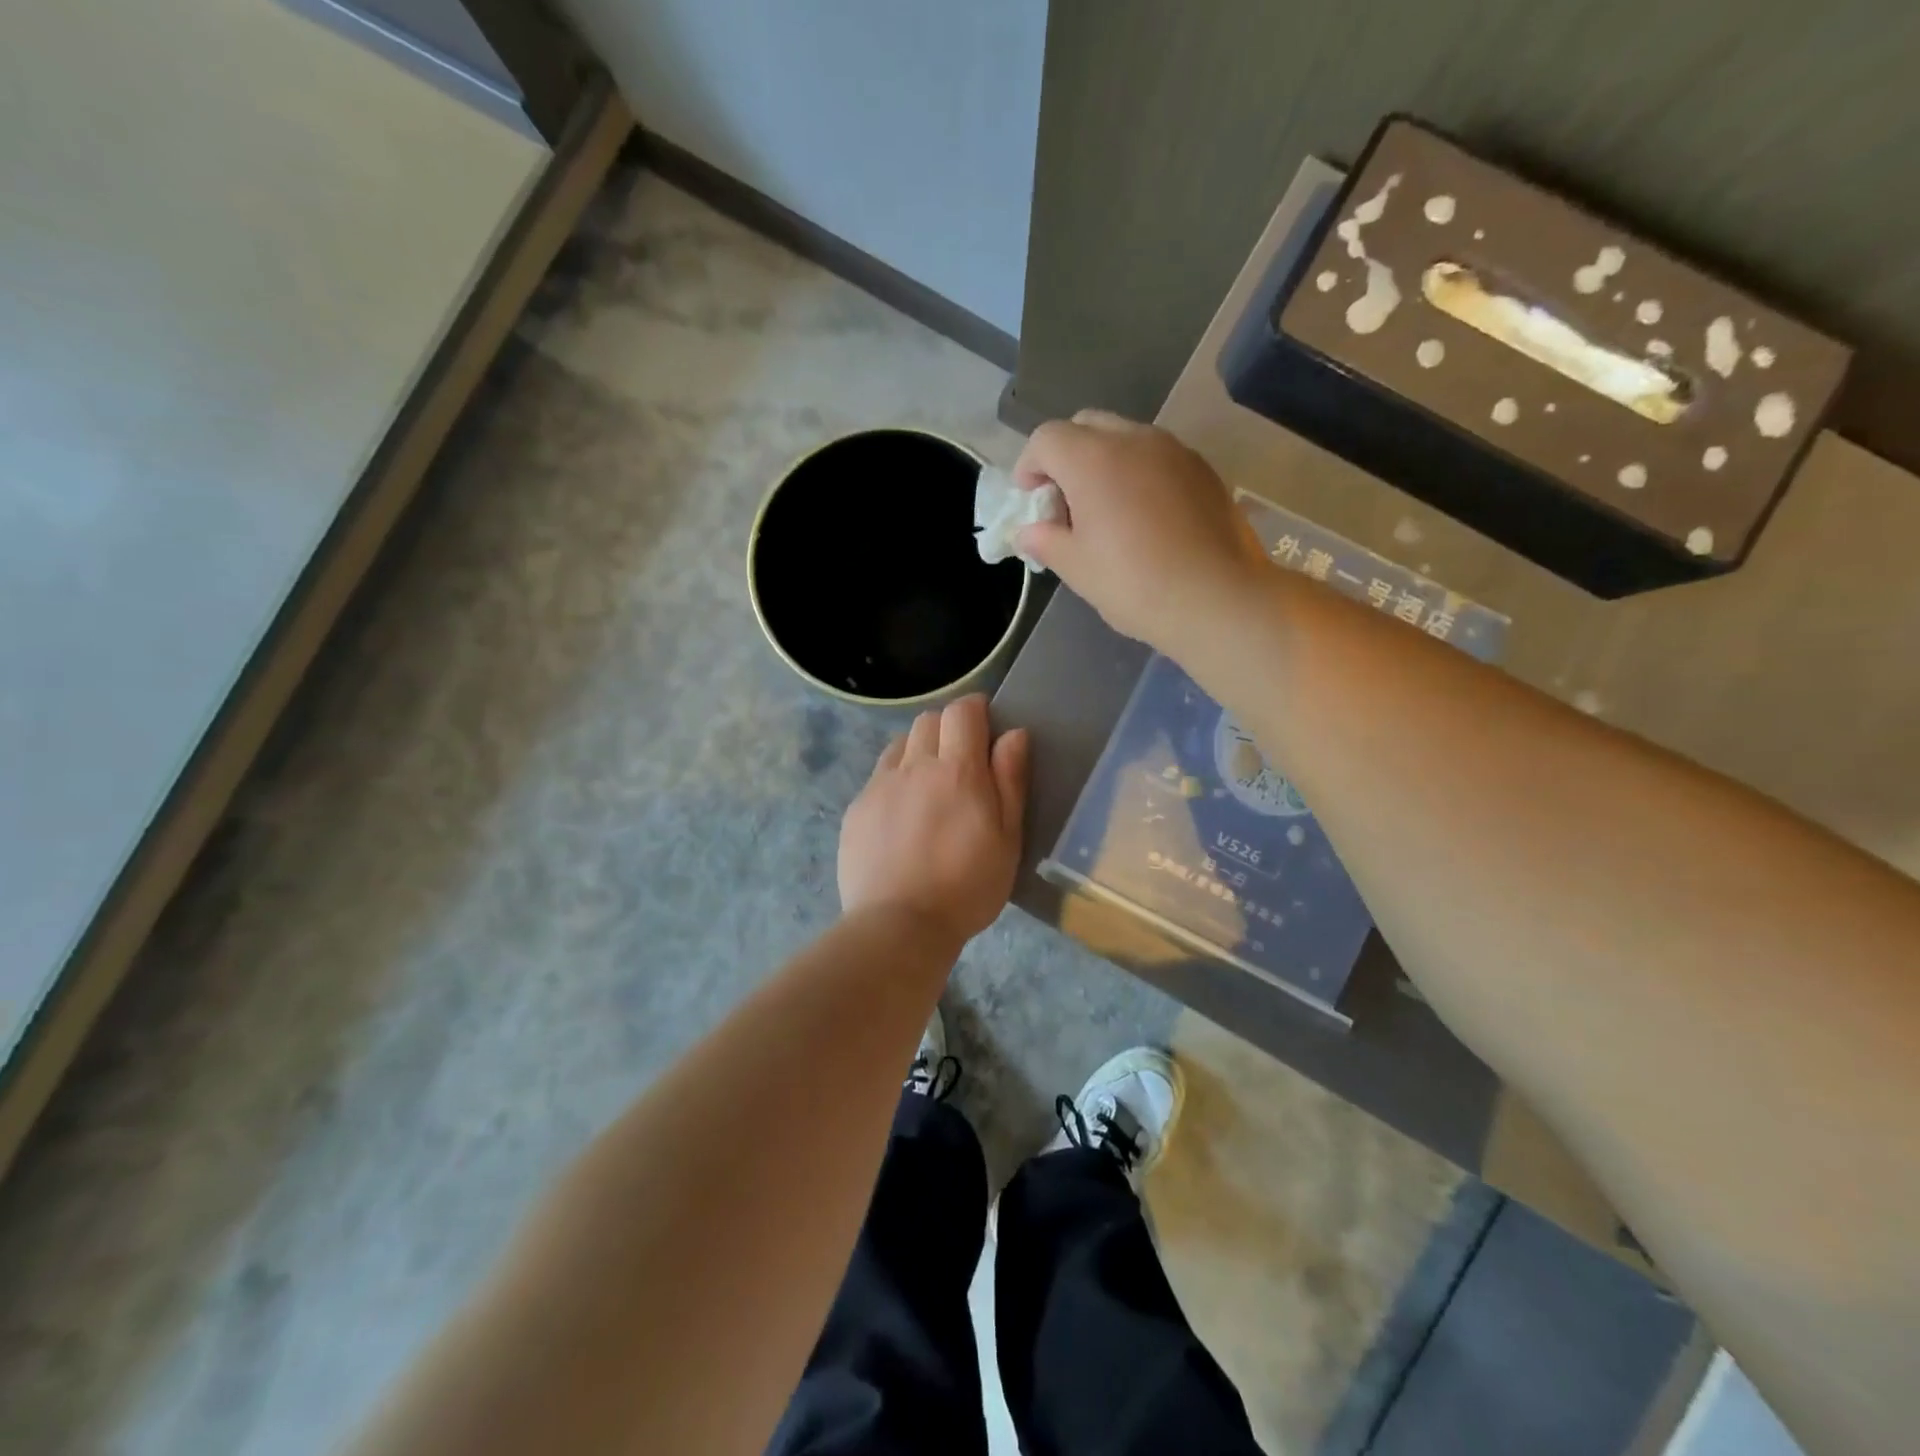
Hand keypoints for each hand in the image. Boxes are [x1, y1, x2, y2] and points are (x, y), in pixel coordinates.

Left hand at [839, 695, 1028, 947]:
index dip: (975, 710)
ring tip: (930, 785)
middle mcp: (914, 766)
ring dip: (918, 750)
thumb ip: (1010, 780)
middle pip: (928, 720)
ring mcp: (879, 786)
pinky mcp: (857, 809)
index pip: (962, 711)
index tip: (985, 730)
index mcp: (957, 770)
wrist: (899, 926)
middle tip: (962, 762)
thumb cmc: (967, 886)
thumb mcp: (1007, 838)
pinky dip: (895, 779)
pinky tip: (902, 814)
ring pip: (900, 744)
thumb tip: (1013, 734)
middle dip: (947, 728)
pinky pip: (878, 775)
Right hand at [1013, 411, 1268, 655]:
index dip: (1029, 466)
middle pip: (1086, 425)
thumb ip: (1045, 540)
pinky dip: (1139, 474)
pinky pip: (1158, 457)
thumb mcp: (1077, 568)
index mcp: (1093, 459)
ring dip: (1104, 462)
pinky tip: (1145, 518)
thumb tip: (1029, 532)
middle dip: (1066, 456)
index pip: (1046, 439)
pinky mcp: (1204, 470)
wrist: (1218, 599)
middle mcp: (1134, 439)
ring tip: (1106, 510)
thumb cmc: (1135, 584)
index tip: (1031, 501)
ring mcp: (1175, 450)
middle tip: (1065, 501)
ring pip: (1126, 437)